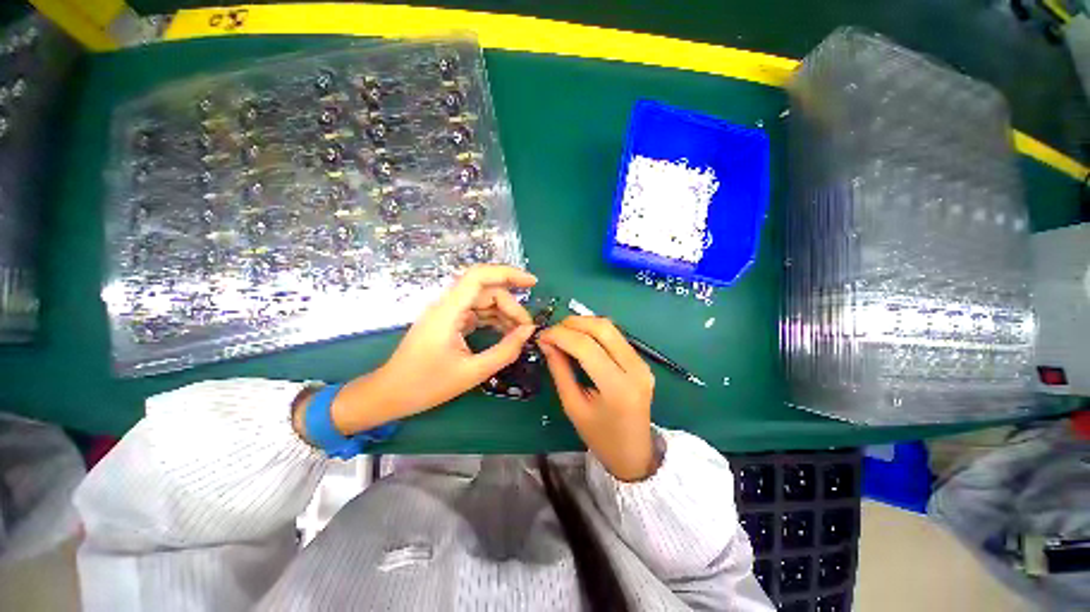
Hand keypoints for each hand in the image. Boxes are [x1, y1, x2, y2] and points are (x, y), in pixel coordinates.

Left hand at [322, 265, 537, 435]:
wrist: (390, 395)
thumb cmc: (426, 386)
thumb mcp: (472, 372)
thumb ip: (504, 351)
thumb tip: (528, 332)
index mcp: (448, 311)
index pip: (480, 276)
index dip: (508, 274)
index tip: (533, 283)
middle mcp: (447, 305)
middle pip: (487, 290)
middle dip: (511, 305)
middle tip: (527, 329)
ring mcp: (447, 313)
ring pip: (483, 301)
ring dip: (504, 313)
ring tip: (520, 333)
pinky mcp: (449, 321)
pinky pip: (477, 313)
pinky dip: (494, 320)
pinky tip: (506, 334)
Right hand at [537, 316, 656, 481]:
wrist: (634, 453)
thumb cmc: (599, 436)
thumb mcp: (573, 406)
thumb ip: (560, 370)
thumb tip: (546, 342)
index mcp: (618, 388)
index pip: (586, 347)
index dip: (561, 335)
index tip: (542, 335)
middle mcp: (635, 369)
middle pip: (602, 329)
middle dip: (573, 323)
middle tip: (552, 330)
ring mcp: (643, 363)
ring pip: (610, 328)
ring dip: (584, 323)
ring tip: (563, 332)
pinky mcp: (643, 361)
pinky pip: (616, 336)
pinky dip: (594, 331)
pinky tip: (580, 337)